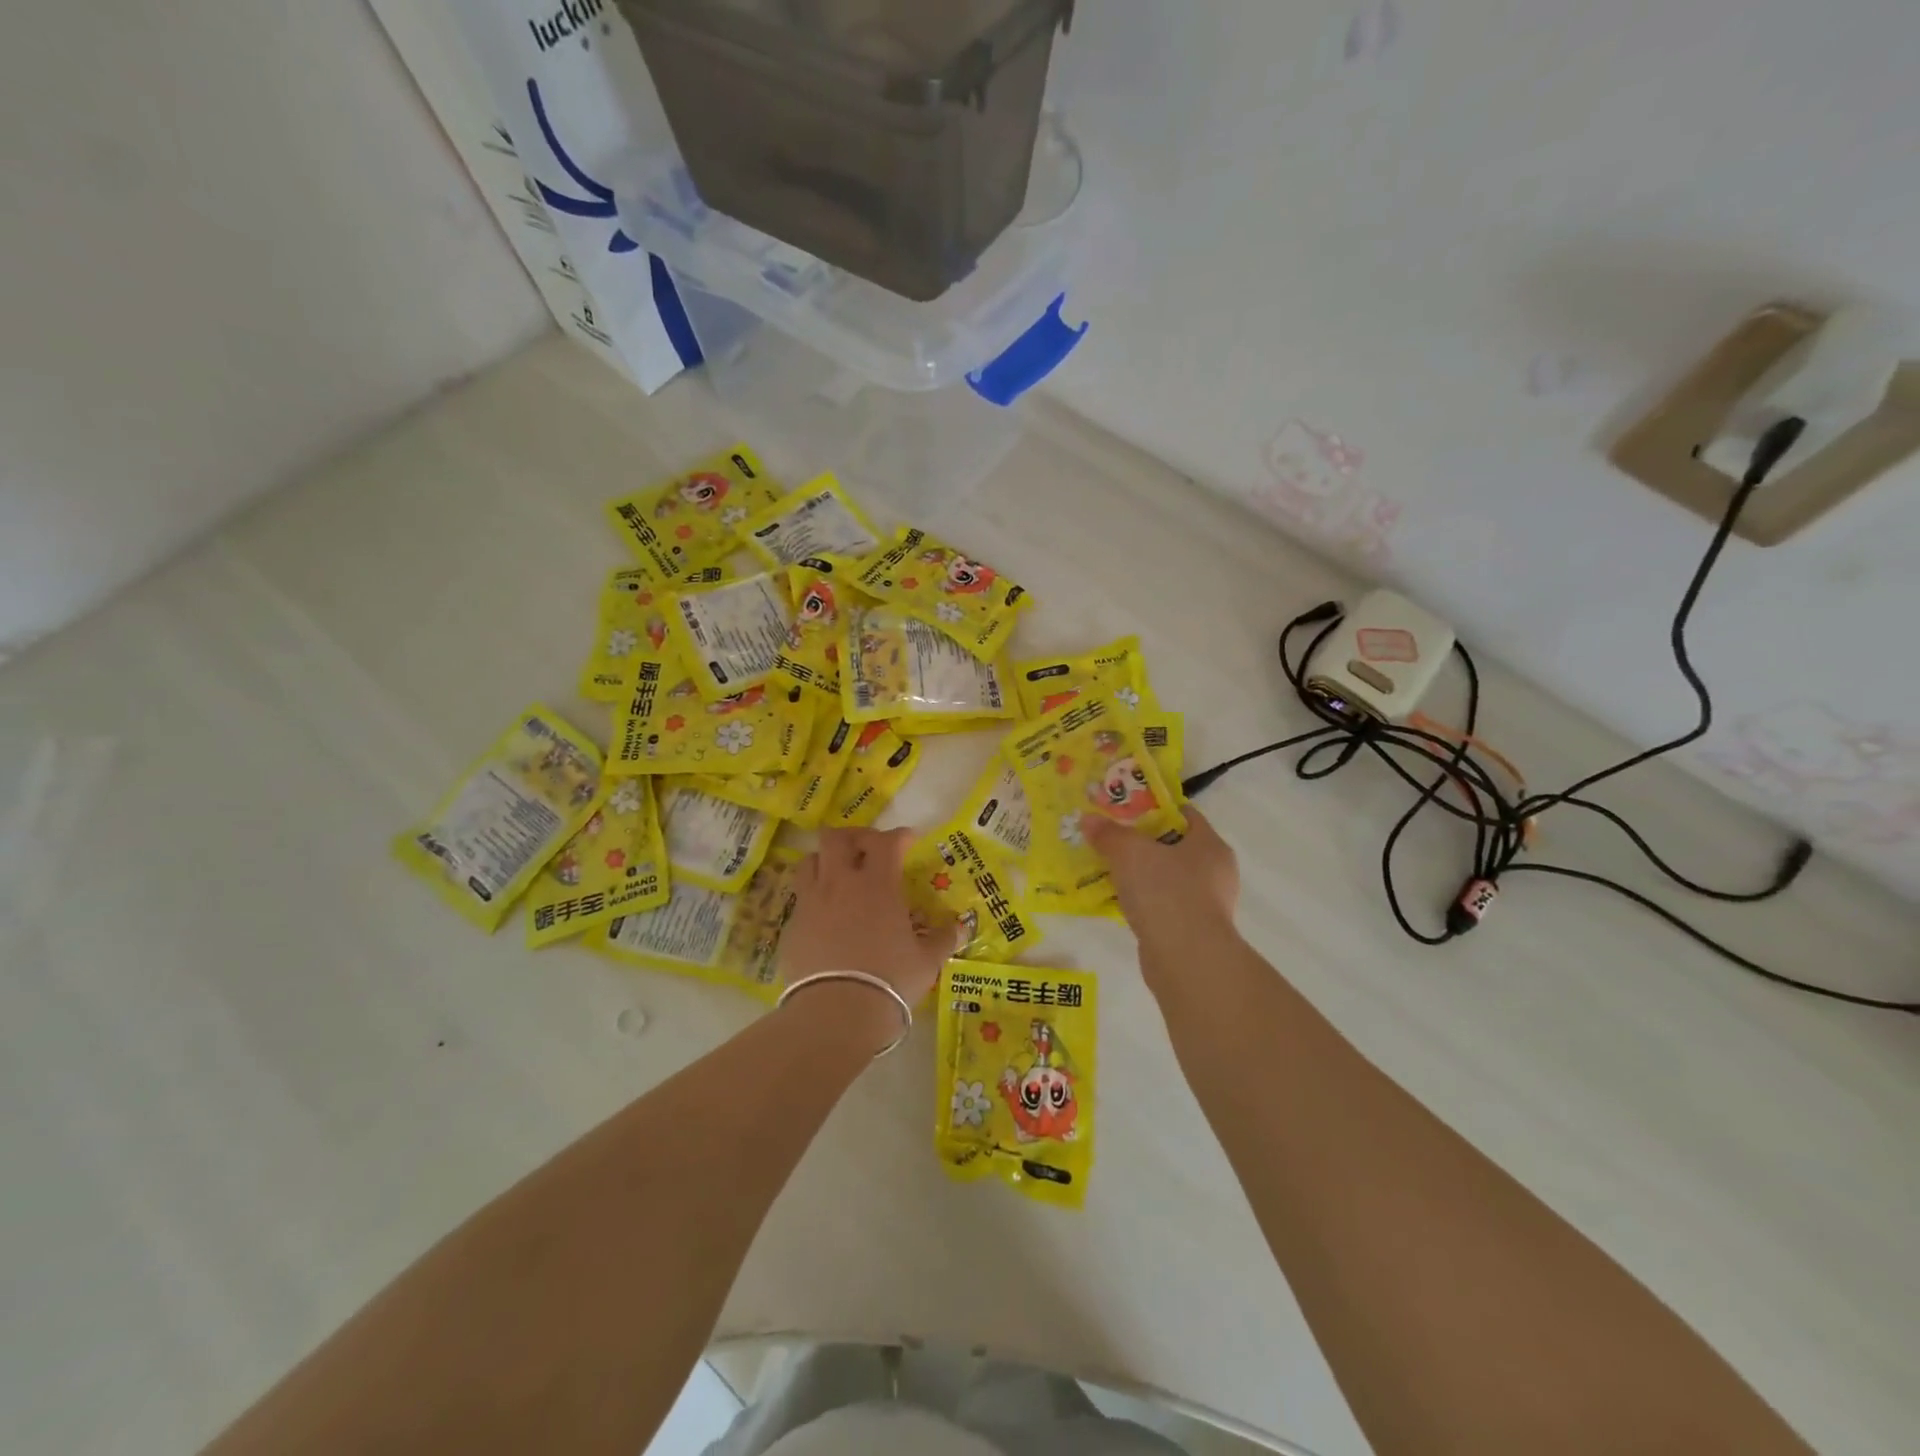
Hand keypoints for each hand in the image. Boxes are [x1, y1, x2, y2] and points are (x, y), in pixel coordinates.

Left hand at [779, 829, 955, 1042]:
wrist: (836, 1013)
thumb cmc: (889, 981)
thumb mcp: (926, 962)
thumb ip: (944, 938)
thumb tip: (960, 926)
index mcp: (877, 884)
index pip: (886, 841)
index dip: (899, 836)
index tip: (908, 841)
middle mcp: (841, 883)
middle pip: (837, 837)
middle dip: (854, 836)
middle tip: (868, 849)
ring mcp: (812, 902)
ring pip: (810, 860)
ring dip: (825, 860)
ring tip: (838, 874)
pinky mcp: (792, 925)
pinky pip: (800, 897)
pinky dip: (814, 895)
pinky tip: (825, 914)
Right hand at [1081, 808, 1239, 954]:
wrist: (1185, 958)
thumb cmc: (1165, 892)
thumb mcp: (1129, 853)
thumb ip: (1109, 834)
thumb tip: (1088, 819)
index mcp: (1210, 845)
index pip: (1185, 814)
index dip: (1154, 808)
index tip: (1125, 810)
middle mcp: (1215, 871)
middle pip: (1174, 846)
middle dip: (1142, 843)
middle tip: (1112, 840)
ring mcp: (1207, 904)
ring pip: (1167, 878)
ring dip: (1141, 875)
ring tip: (1109, 871)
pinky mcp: (1193, 931)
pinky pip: (1163, 905)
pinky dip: (1144, 902)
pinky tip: (1119, 902)